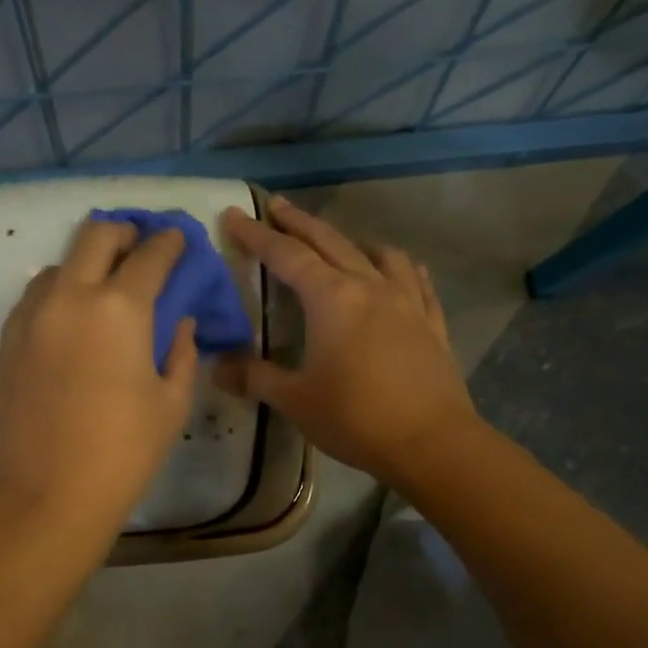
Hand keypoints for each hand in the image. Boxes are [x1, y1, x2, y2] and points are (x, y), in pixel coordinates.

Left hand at [0, 219, 197, 544]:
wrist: (48, 495)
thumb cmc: (123, 453)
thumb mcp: (171, 403)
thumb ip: (182, 352)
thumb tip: (180, 323)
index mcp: (121, 308)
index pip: (151, 254)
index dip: (170, 243)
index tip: (178, 241)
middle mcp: (71, 296)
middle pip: (96, 235)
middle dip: (125, 233)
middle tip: (141, 249)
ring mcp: (33, 316)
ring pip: (60, 264)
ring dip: (87, 263)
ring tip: (103, 289)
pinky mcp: (9, 340)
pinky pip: (36, 297)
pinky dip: (59, 293)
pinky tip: (71, 321)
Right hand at [216, 197, 475, 487]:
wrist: (431, 442)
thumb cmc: (355, 418)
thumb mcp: (295, 400)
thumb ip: (255, 378)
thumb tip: (216, 367)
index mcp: (332, 298)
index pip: (286, 256)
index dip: (256, 235)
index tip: (233, 216)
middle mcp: (370, 287)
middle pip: (330, 242)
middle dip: (299, 222)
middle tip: (277, 205)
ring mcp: (407, 301)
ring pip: (378, 255)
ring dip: (352, 241)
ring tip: (339, 241)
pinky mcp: (431, 323)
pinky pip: (416, 281)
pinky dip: (400, 268)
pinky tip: (399, 270)